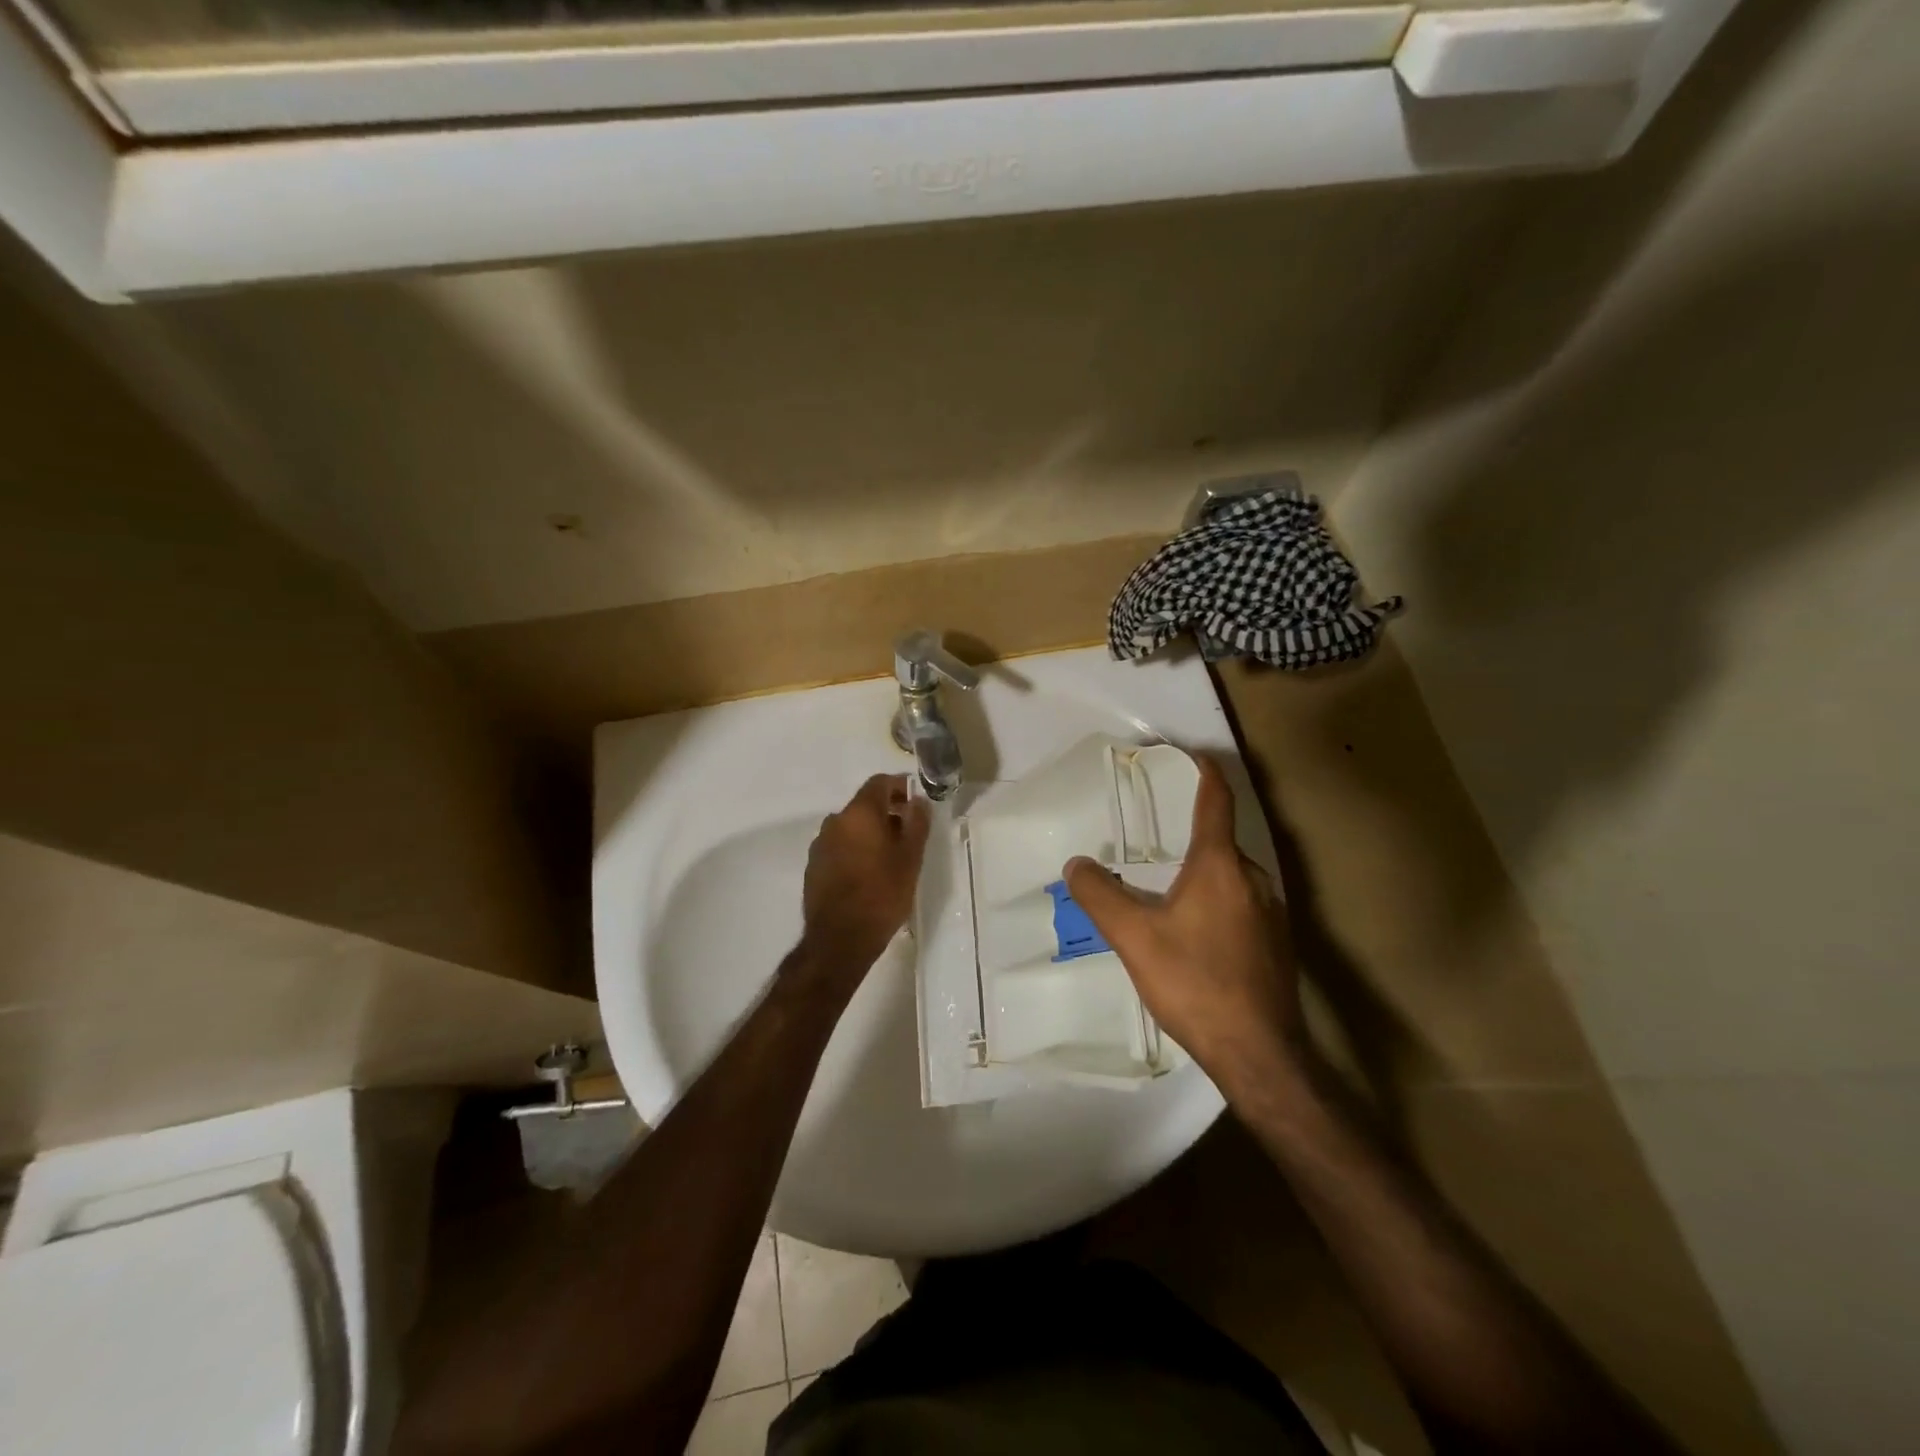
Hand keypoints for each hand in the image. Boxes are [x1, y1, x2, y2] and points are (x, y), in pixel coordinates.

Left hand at [798, 774, 931, 985]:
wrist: (839, 940)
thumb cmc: (882, 895)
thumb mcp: (911, 859)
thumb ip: (917, 823)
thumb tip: (918, 800)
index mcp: (859, 813)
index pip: (879, 783)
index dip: (900, 787)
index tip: (916, 802)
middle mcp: (835, 821)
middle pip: (864, 805)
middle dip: (887, 813)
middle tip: (908, 834)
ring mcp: (820, 844)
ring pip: (851, 827)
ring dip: (870, 833)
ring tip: (890, 857)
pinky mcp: (813, 866)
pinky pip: (839, 847)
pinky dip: (855, 850)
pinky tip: (868, 874)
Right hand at [1063, 755, 1305, 1095]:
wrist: (1259, 1053)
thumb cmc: (1195, 983)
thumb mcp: (1134, 938)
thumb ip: (1100, 896)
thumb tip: (1076, 864)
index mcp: (1220, 865)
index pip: (1216, 801)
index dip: (1205, 773)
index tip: (1192, 755)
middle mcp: (1253, 878)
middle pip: (1220, 840)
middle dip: (1190, 832)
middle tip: (1153, 838)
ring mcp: (1272, 911)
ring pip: (1231, 875)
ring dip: (1202, 870)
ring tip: (1166, 887)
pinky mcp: (1276, 942)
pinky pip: (1242, 901)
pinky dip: (1216, 897)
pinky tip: (1194, 931)